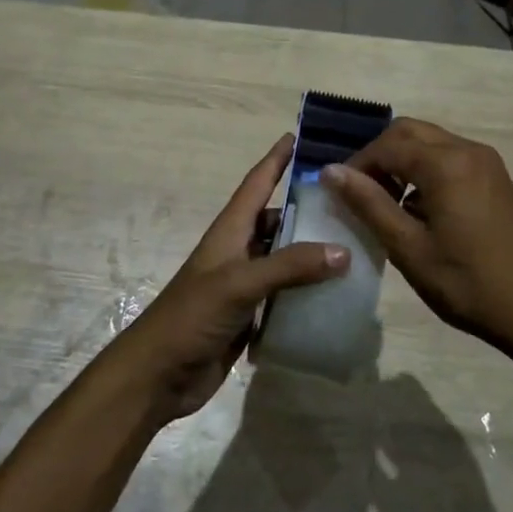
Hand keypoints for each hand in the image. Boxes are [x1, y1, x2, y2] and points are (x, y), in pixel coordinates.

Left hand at [114, 133, 347, 425]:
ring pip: (285, 260)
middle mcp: (238, 253)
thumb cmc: (192, 316)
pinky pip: (286, 296)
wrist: (158, 375)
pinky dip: (307, 293)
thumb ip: (290, 266)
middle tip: (349, 203)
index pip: (256, 185)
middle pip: (277, 222)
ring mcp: (244, 286)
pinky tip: (336, 297)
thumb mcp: (240, 284)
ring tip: (354, 249)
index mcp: (230, 232)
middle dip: (307, 211)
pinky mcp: (250, 317)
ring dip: (312, 255)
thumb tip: (342, 251)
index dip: (274, 160)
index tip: (295, 136)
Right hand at [323, 118, 512, 351]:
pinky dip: (425, 169)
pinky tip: (418, 208)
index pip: (387, 145)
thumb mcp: (408, 247)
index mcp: (445, 163)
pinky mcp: (494, 176)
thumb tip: (330, 172)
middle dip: (379, 156)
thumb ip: (368, 203)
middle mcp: (467, 149)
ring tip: (386, 203)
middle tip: (361, 193)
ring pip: (429, 142)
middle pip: (408, 132)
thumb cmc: (466, 282)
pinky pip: (448, 156)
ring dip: (402, 161)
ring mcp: (485, 161)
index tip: (340, 194)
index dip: (358, 165)